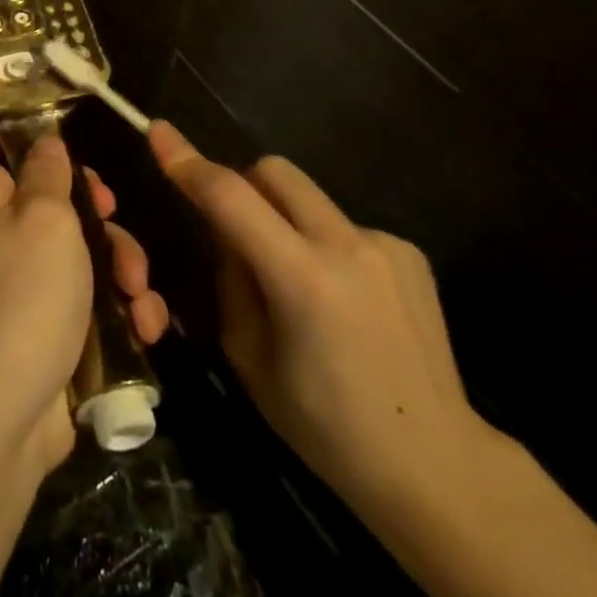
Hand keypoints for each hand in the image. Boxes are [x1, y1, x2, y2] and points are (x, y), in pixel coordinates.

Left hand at [0, 128, 169, 483]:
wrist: (2, 419)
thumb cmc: (21, 296)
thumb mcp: (45, 218)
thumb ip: (47, 173)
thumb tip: (43, 142)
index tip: (35, 137)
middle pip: (39, 194)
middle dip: (88, 204)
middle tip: (110, 211)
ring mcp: (19, 284)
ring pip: (74, 248)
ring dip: (119, 262)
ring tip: (137, 290)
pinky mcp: (46, 327)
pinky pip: (85, 299)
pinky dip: (119, 309)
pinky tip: (146, 327)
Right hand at [148, 119, 494, 508]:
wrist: (437, 465)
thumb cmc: (326, 426)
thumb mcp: (250, 358)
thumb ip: (232, 280)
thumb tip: (228, 233)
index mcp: (302, 280)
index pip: (229, 197)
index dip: (188, 161)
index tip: (159, 132)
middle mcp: (346, 246)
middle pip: (273, 171)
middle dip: (243, 185)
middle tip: (238, 233)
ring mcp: (385, 244)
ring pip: (308, 196)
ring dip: (286, 219)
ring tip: (301, 283)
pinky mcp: (410, 251)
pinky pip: (344, 225)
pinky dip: (326, 245)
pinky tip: (347, 300)